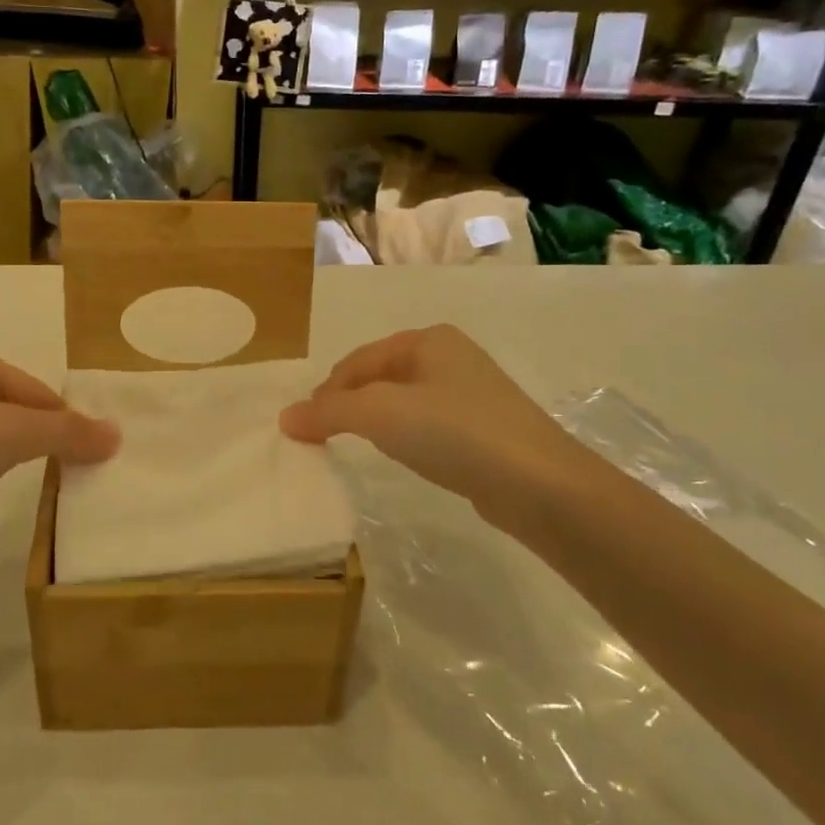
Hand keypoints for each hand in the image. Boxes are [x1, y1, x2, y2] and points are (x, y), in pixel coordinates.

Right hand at [280, 325, 590, 537]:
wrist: (539, 484)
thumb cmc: (454, 432)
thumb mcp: (381, 414)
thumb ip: (330, 412)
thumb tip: (285, 417)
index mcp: (428, 340)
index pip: (360, 359)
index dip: (328, 389)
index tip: (306, 423)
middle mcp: (451, 358)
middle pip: (381, 376)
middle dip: (350, 403)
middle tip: (324, 434)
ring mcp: (473, 394)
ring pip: (405, 401)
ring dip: (376, 420)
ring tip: (358, 444)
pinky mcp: (485, 431)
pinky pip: (429, 425)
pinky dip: (406, 436)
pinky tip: (405, 456)